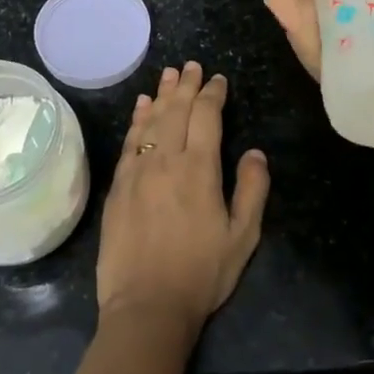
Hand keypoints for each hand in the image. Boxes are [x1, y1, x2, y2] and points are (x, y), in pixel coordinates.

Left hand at [96, 62, 270, 342]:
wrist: (146, 307)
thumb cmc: (201, 274)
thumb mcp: (242, 237)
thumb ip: (252, 190)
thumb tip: (254, 152)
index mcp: (199, 169)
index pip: (206, 116)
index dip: (212, 93)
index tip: (218, 80)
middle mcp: (166, 160)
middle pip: (175, 110)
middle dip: (186, 85)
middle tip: (191, 66)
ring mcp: (137, 171)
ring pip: (150, 121)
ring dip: (160, 95)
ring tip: (168, 75)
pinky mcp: (118, 186)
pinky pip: (129, 141)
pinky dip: (137, 120)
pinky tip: (140, 107)